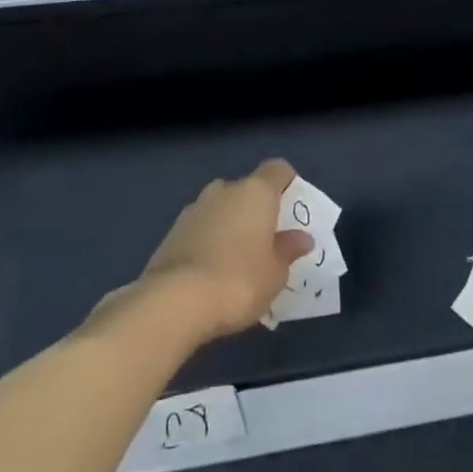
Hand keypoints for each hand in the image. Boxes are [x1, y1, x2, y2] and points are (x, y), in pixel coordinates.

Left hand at [137, 159, 313, 342]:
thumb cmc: (239, 280)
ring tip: (238, 261)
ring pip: (221, 209)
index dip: (287, 183)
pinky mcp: (171, 232)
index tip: (293, 206)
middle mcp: (224, 191)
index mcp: (255, 192)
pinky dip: (209, 241)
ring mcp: (194, 209)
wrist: (174, 302)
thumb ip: (288, 250)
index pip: (277, 169)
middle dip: (256, 209)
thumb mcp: (275, 272)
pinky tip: (212, 272)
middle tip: (267, 241)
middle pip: (247, 189)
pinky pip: (200, 229)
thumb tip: (301, 237)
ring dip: (230, 225)